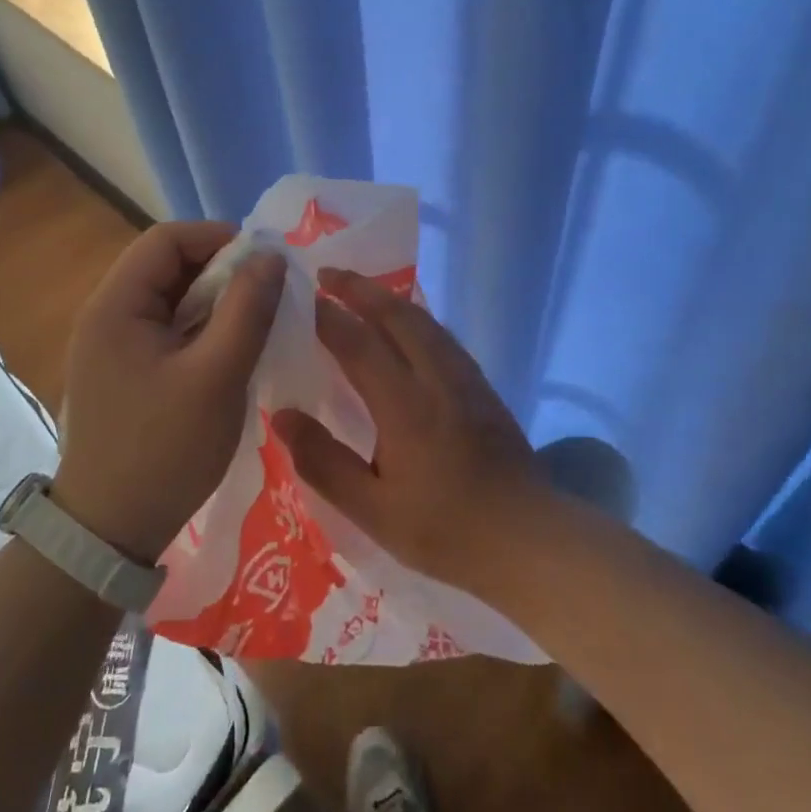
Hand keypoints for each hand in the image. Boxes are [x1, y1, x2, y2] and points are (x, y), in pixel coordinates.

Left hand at [54, 222, 284, 565]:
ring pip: (171, 299)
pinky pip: (166, 330)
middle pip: (168, 265)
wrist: (108, 532)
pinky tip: (228, 355)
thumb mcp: (218, 376)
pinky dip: (200, 330)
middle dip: (222, 272)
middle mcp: (106, 314)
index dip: (219, 238)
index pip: (168, 238)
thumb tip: (270, 255)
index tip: (265, 265)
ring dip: (214, 302)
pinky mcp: (122, 371)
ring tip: (253, 327)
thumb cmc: (164, 450)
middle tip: (266, 299)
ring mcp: (111, 345)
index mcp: (116, 304)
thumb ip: (247, 309)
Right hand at [272, 268, 547, 589]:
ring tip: (361, 290)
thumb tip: (282, 415)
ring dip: (389, 298)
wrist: (528, 537)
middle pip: (396, 315)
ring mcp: (465, 378)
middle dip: (360, 288)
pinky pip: (441, 335)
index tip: (301, 298)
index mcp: (405, 405)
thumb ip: (324, 462)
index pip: (358, 343)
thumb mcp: (373, 511)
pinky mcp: (482, 386)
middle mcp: (436, 377)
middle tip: (327, 274)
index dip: (327, 317)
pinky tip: (407, 326)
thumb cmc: (445, 530)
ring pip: (423, 320)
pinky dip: (414, 317)